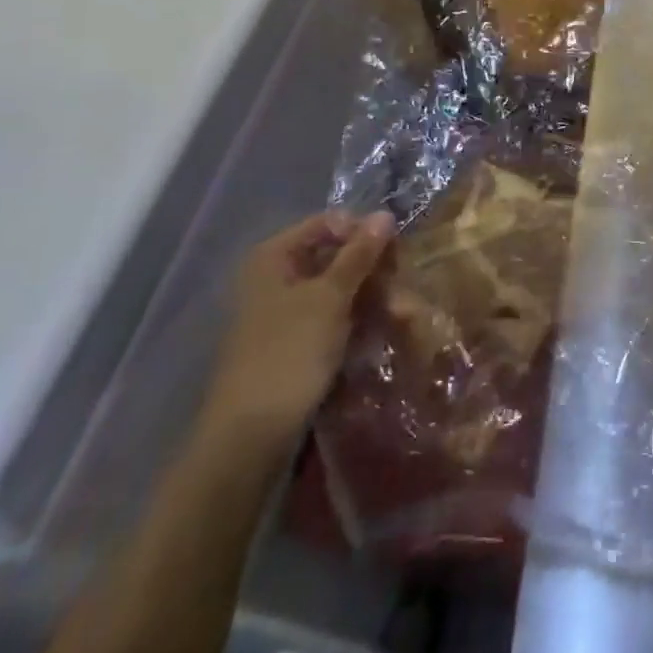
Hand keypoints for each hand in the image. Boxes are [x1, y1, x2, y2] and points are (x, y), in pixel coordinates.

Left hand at [201, 210, 395, 445]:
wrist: (250, 438)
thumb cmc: (288, 354)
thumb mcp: (330, 298)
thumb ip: (359, 254)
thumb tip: (385, 214)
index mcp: (274, 257)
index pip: (329, 223)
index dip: (363, 233)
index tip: (394, 253)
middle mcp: (277, 277)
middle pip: (336, 255)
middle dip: (373, 270)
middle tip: (403, 289)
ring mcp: (285, 311)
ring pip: (340, 288)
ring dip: (373, 297)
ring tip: (403, 316)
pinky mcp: (295, 341)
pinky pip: (334, 316)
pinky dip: (358, 319)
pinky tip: (383, 330)